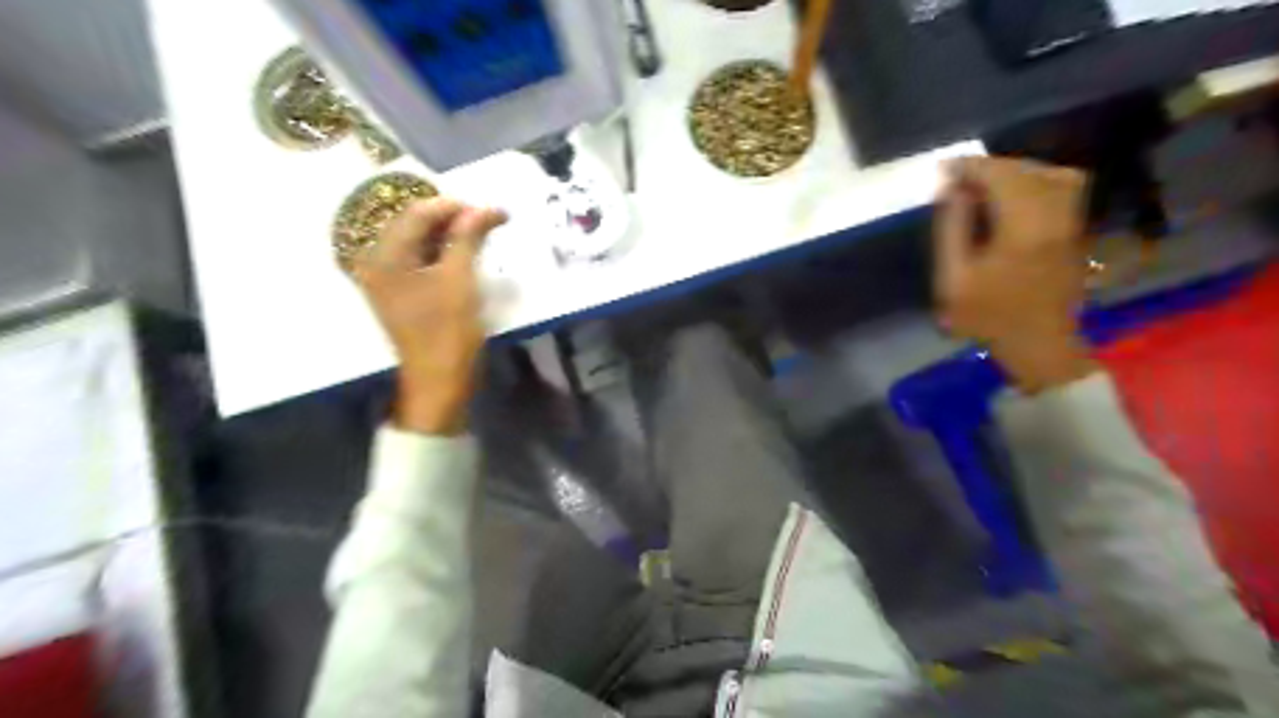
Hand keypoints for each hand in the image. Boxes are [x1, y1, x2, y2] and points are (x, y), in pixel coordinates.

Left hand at [350, 197, 512, 435]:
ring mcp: (388, 280)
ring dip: (450, 236)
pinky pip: (421, 262)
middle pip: (415, 225)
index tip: (492, 211)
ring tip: (483, 236)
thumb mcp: (460, 279)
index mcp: (384, 257)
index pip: (417, 214)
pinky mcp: (402, 294)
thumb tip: (486, 208)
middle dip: (453, 220)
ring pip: (420, 243)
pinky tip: (466, 255)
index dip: (455, 207)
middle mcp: (378, 263)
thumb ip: (468, 237)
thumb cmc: (448, 331)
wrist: (439, 381)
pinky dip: (444, 254)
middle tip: (489, 222)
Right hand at [932, 156, 1099, 395]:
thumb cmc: (988, 316)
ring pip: (1049, 173)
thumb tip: (951, 189)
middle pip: (1025, 170)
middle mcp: (1054, 215)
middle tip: (958, 179)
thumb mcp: (953, 278)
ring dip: (1014, 172)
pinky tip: (1012, 197)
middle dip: (989, 167)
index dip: (971, 167)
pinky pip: (1062, 187)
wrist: (1038, 343)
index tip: (944, 169)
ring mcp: (1071, 220)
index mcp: (1023, 227)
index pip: (1000, 176)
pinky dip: (1035, 181)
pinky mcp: (1075, 228)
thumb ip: (951, 229)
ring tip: (984, 186)